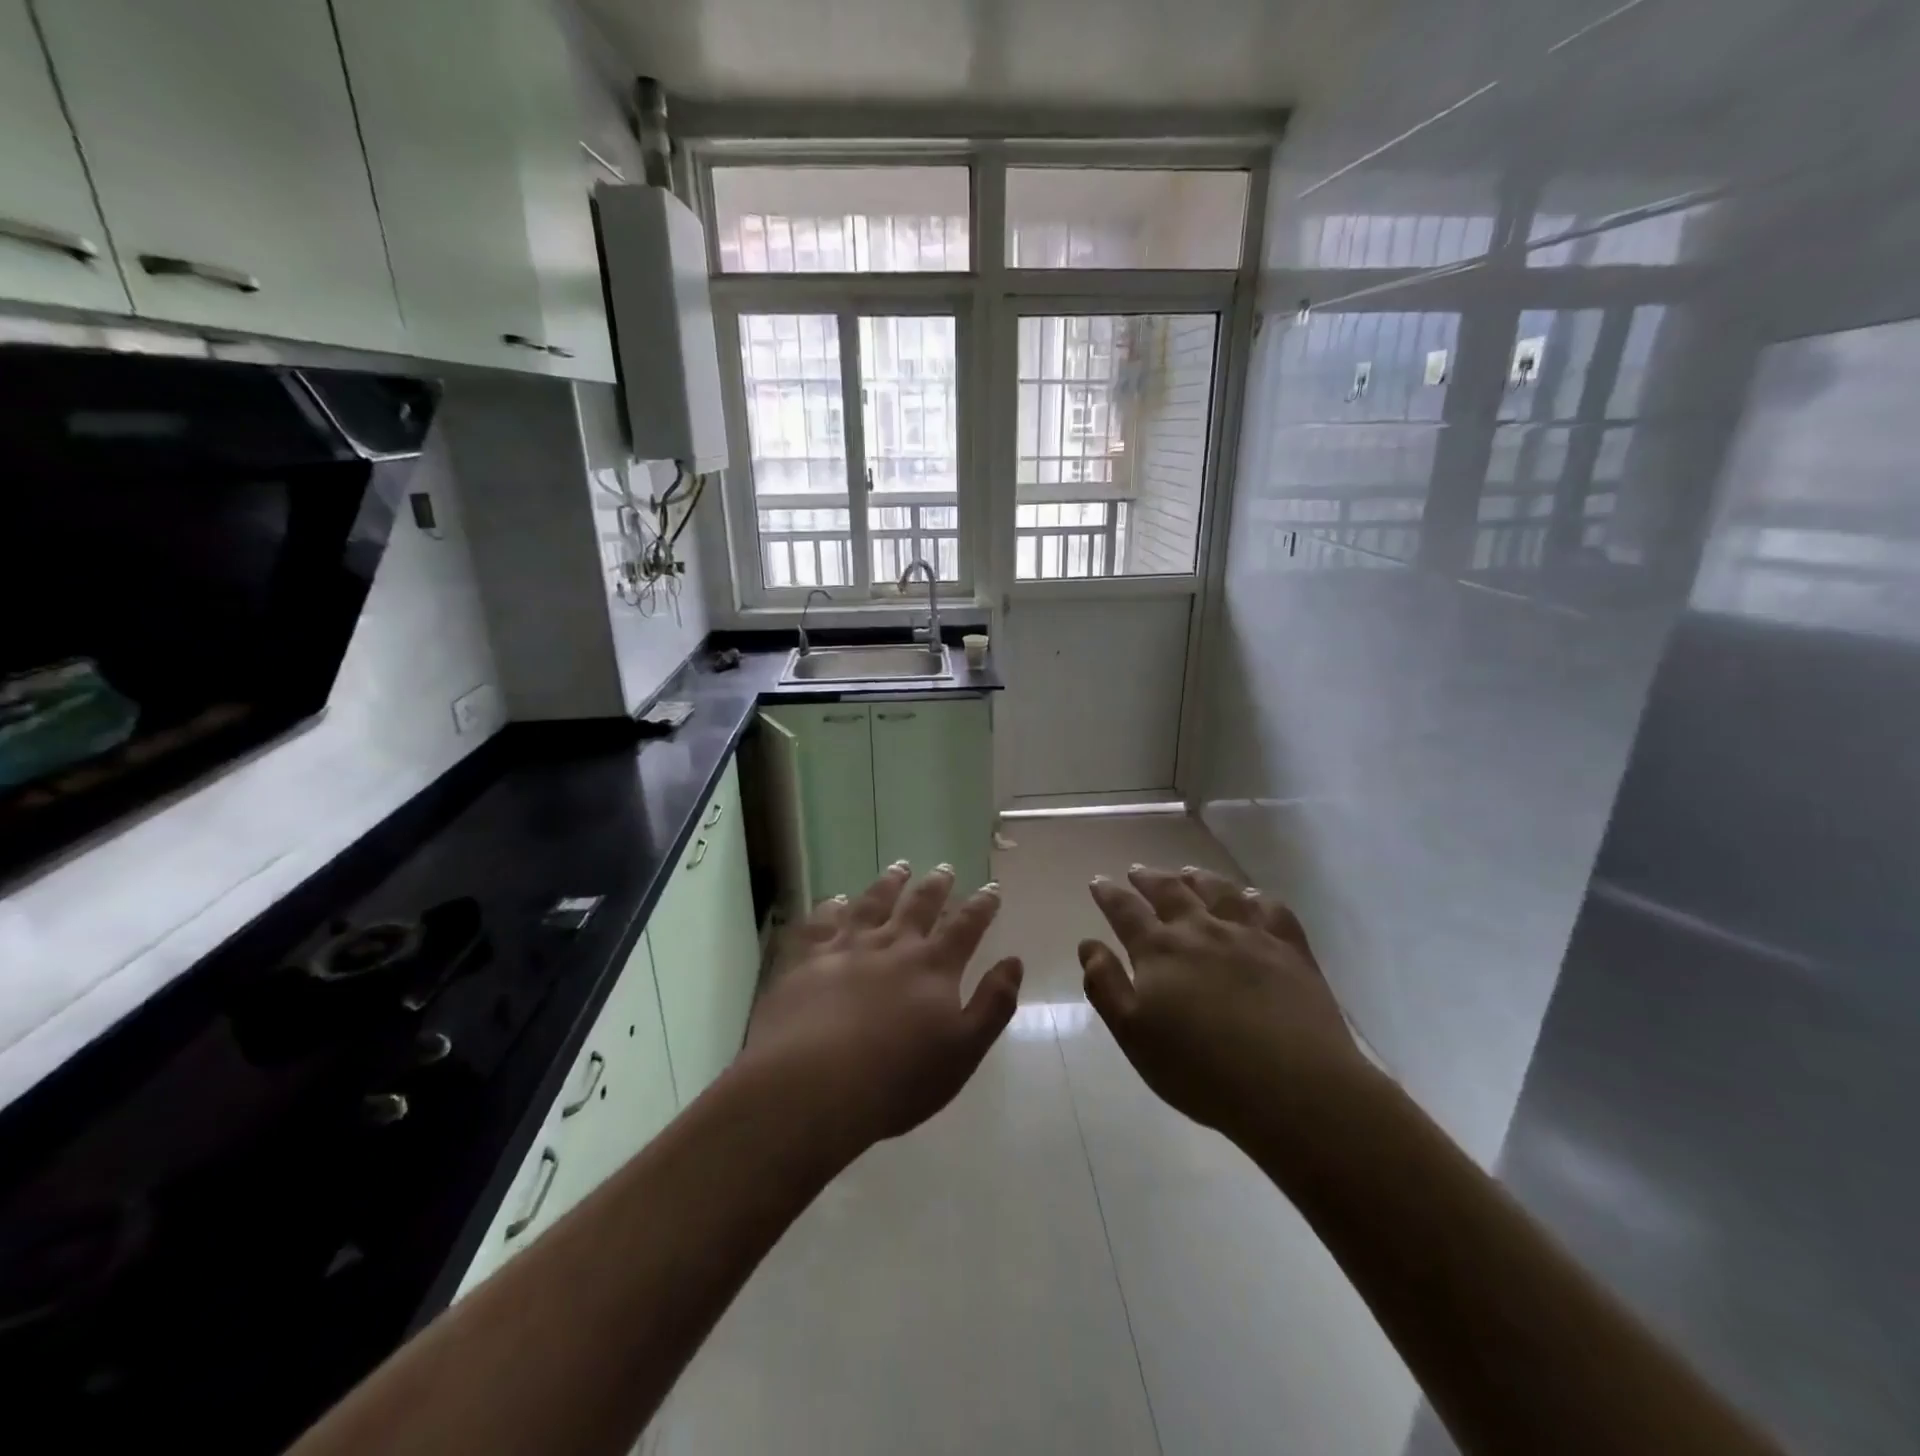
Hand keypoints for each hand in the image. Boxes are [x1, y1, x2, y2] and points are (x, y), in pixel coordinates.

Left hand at [741, 863, 1022, 1156]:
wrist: (814, 1087)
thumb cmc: (897, 1080)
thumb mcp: (964, 1051)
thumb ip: (993, 1004)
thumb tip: (1014, 962)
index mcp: (933, 967)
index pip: (965, 926)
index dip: (982, 906)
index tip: (991, 888)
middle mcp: (893, 945)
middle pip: (919, 905)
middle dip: (936, 885)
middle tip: (945, 868)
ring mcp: (847, 947)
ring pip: (873, 903)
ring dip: (890, 883)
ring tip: (900, 867)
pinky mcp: (807, 959)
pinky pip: (822, 922)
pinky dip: (831, 906)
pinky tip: (836, 899)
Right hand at [1080, 865, 1370, 1148]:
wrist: (1293, 1088)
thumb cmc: (1201, 1070)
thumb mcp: (1134, 1035)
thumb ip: (1106, 986)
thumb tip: (1089, 944)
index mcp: (1160, 950)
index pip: (1126, 911)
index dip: (1109, 894)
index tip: (1098, 881)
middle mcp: (1201, 930)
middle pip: (1170, 891)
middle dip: (1149, 878)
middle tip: (1137, 870)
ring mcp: (1249, 935)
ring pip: (1219, 891)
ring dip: (1198, 878)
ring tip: (1188, 872)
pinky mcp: (1290, 950)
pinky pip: (1270, 909)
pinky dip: (1255, 897)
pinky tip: (1250, 897)